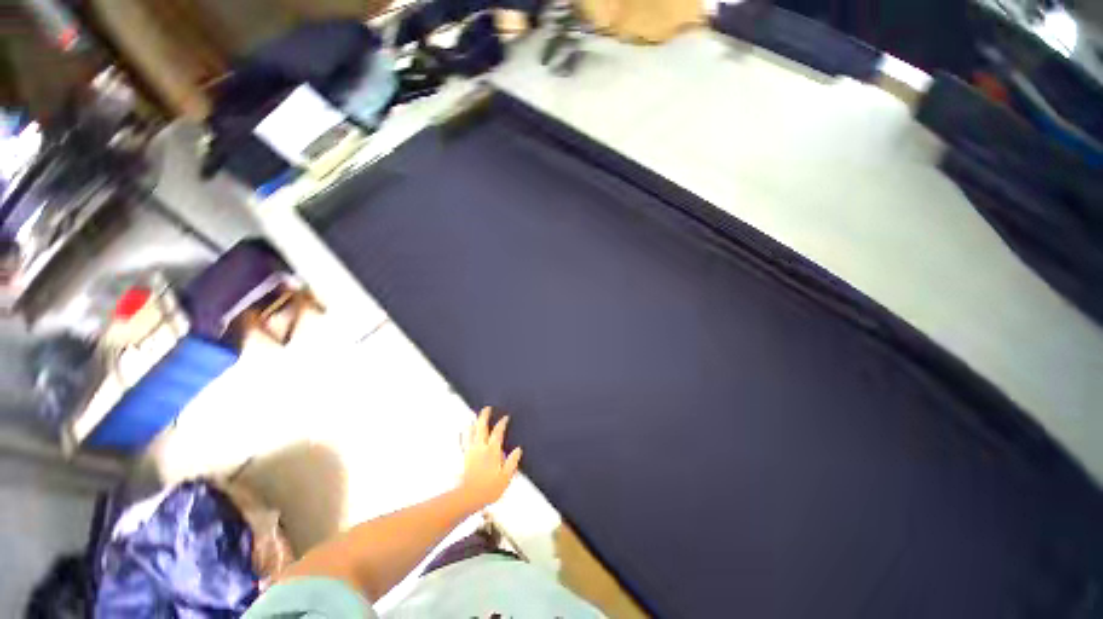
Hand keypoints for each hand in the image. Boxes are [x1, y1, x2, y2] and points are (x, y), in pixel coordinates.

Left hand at [458, 407, 522, 510]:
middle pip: (481, 426)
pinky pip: (462, 442)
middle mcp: (480, 447)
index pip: (498, 432)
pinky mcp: (463, 457)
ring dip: (473, 423)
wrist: (467, 497)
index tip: (506, 417)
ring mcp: (470, 451)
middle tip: (487, 408)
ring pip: (470, 432)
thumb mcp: (505, 477)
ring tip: (475, 417)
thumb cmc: (488, 489)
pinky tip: (462, 432)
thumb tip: (518, 449)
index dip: (502, 423)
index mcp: (492, 451)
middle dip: (484, 416)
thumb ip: (512, 462)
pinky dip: (463, 434)